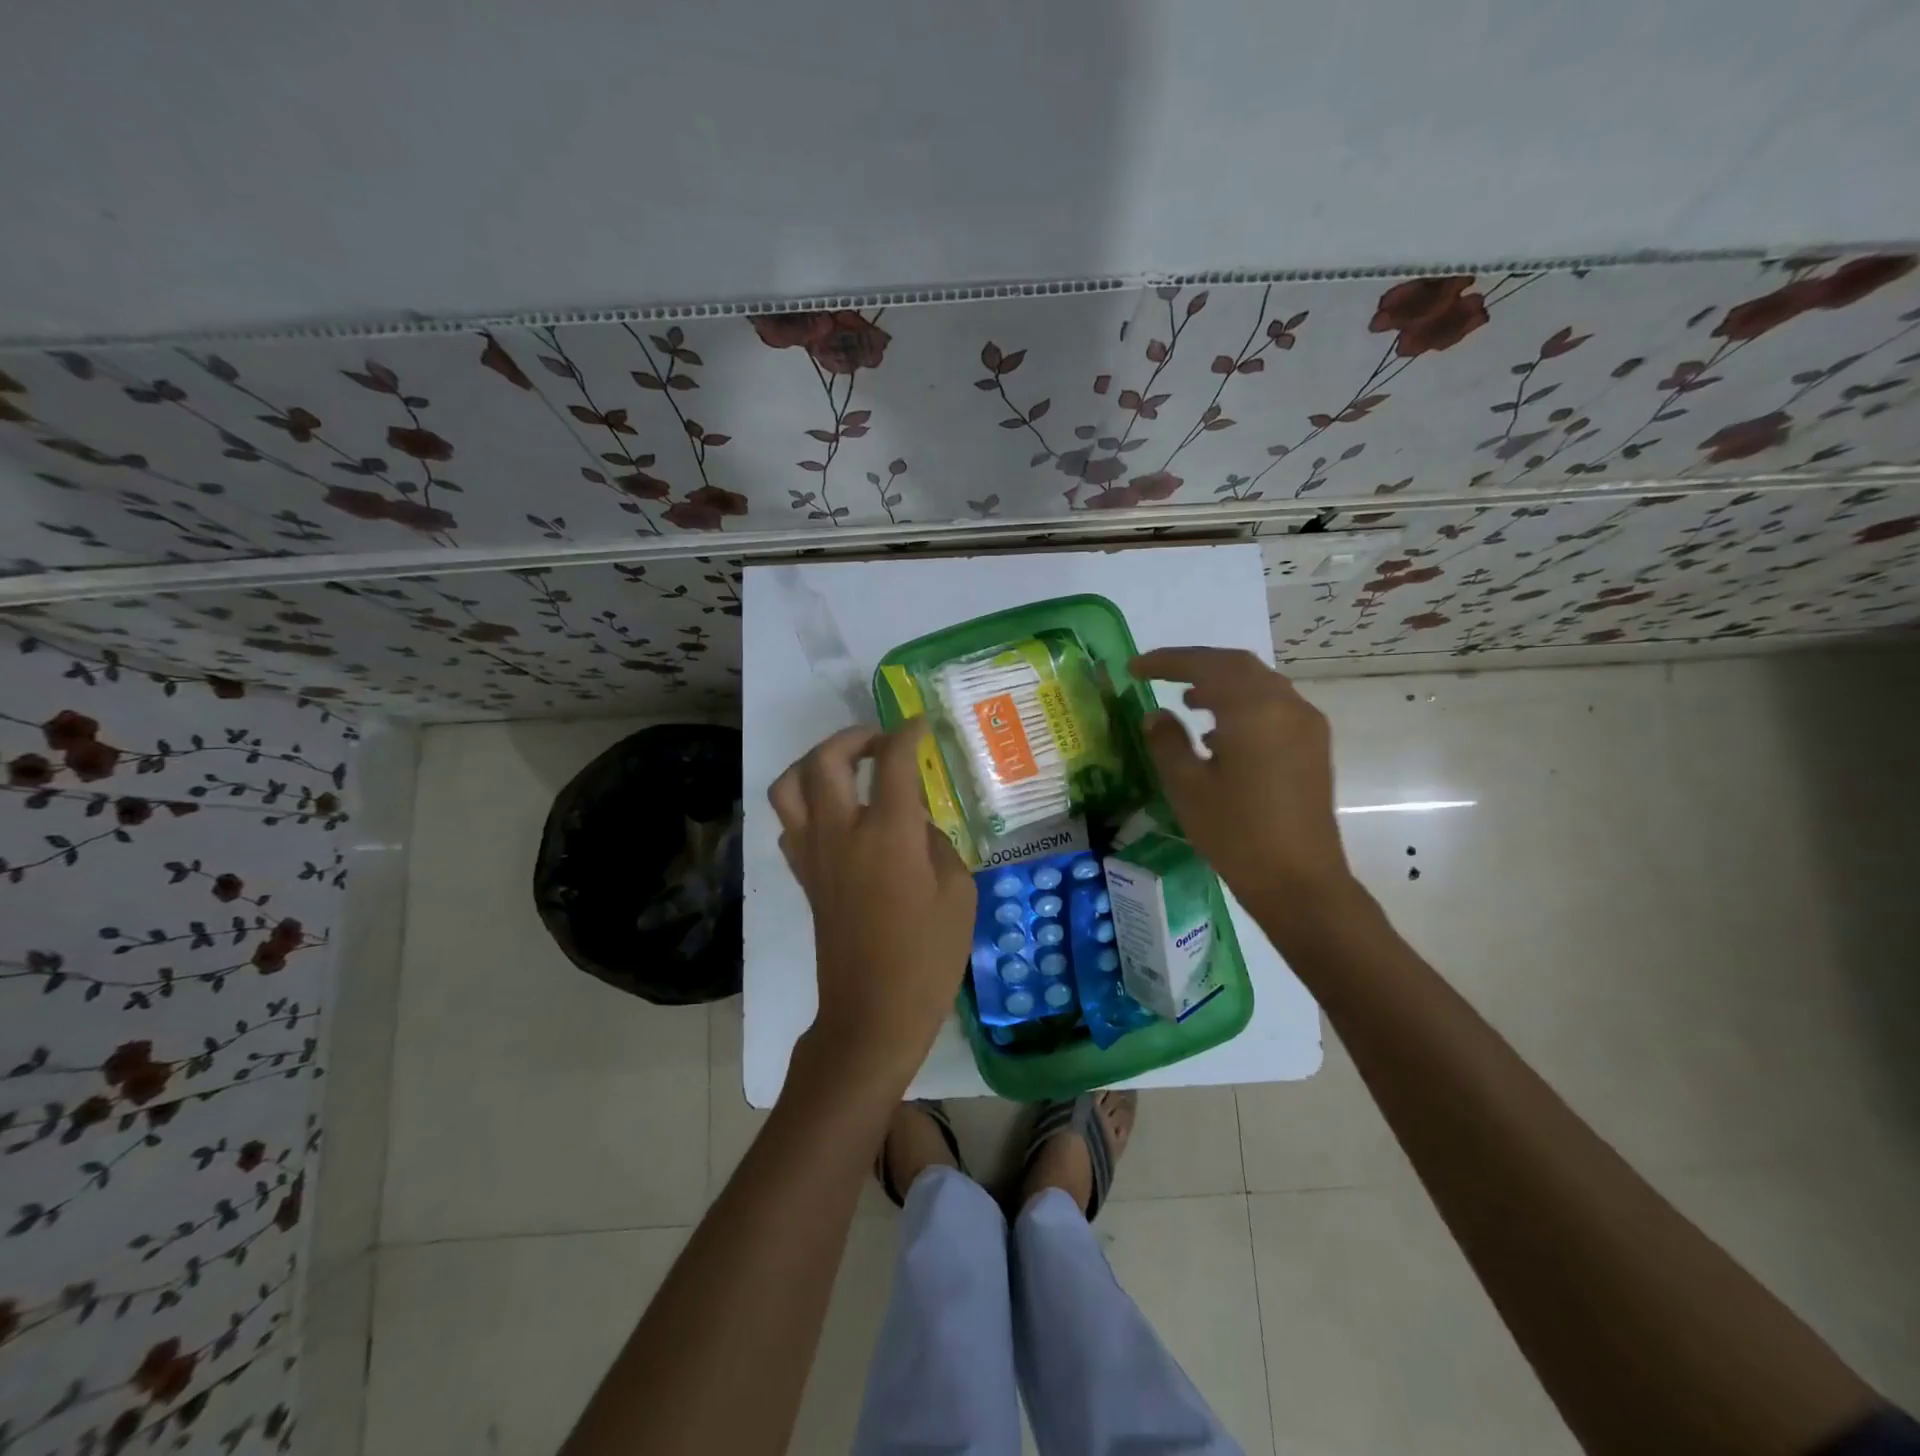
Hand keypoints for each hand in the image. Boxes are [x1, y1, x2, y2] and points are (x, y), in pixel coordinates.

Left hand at [769, 721, 975, 1090]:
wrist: (872, 1013)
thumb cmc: (927, 957)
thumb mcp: (958, 893)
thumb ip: (939, 845)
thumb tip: (919, 826)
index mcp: (887, 833)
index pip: (892, 760)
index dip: (907, 734)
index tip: (920, 726)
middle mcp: (841, 832)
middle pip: (824, 759)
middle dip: (851, 737)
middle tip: (879, 742)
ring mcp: (814, 854)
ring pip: (789, 786)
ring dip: (814, 764)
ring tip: (846, 768)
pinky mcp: (803, 877)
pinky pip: (790, 823)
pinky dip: (806, 804)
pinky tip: (835, 815)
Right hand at [1131, 647, 1359, 936]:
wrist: (1300, 882)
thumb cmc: (1236, 834)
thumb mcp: (1187, 787)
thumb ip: (1167, 742)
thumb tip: (1156, 715)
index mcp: (1254, 709)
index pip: (1206, 666)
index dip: (1167, 661)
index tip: (1135, 667)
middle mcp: (1287, 705)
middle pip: (1237, 666)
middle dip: (1196, 665)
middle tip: (1158, 674)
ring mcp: (1307, 725)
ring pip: (1259, 684)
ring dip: (1221, 684)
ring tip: (1186, 701)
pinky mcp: (1313, 747)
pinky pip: (1274, 706)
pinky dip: (1242, 704)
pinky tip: (1218, 734)